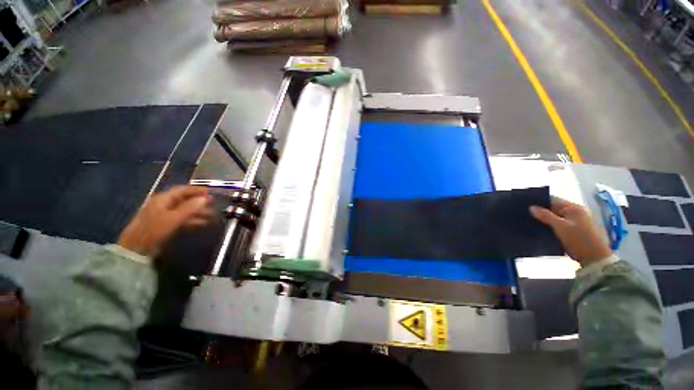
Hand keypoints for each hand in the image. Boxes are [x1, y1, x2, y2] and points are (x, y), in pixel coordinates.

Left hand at [118, 186, 212, 256]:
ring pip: (184, 211)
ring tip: (212, 217)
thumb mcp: (174, 217)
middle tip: (214, 206)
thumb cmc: (154, 229)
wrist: (137, 248)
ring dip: (198, 213)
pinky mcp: (165, 225)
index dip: (197, 190)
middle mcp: (163, 204)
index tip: (211, 193)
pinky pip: (181, 219)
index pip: (183, 190)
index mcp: (163, 199)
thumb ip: (190, 207)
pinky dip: (192, 220)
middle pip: (185, 200)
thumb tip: (206, 198)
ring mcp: (164, 215)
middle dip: (200, 203)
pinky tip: (202, 224)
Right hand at [529, 197, 611, 266]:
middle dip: (540, 211)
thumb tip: (531, 207)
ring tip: (528, 221)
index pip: (552, 199)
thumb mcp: (561, 227)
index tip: (524, 204)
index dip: (539, 201)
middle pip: (553, 208)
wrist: (594, 259)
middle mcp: (575, 212)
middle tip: (524, 214)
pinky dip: (549, 225)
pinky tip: (539, 229)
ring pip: (554, 217)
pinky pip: (557, 224)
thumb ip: (546, 216)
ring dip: (543, 219)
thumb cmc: (579, 240)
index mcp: (573, 208)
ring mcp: (575, 221)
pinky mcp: (573, 230)